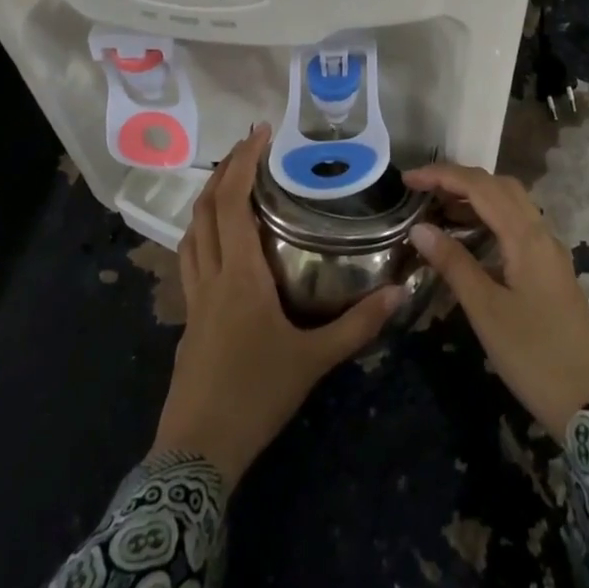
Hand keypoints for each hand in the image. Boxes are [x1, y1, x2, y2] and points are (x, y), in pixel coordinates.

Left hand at [150, 125, 404, 487]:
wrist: (196, 453)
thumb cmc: (256, 397)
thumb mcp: (314, 361)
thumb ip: (357, 325)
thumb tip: (399, 292)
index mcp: (239, 276)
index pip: (231, 204)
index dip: (242, 163)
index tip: (259, 133)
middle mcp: (211, 277)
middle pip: (205, 210)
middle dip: (224, 171)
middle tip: (249, 146)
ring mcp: (193, 299)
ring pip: (190, 233)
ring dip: (207, 200)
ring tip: (231, 182)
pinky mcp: (189, 320)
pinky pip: (191, 259)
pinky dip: (202, 233)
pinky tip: (220, 242)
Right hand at [404, 163, 588, 439]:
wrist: (588, 401)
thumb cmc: (532, 355)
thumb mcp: (486, 310)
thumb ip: (454, 263)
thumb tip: (420, 227)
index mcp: (527, 238)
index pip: (481, 187)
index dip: (443, 176)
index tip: (408, 179)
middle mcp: (542, 234)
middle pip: (500, 187)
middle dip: (460, 180)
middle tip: (423, 190)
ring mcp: (550, 252)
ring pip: (512, 205)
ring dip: (477, 197)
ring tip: (438, 208)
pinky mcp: (551, 269)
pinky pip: (519, 225)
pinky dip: (491, 218)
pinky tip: (470, 237)